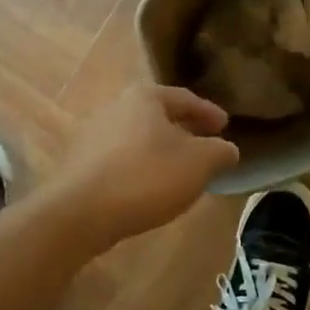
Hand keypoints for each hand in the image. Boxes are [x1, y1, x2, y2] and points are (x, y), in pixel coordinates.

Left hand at [53, 85, 238, 246]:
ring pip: (138, 137)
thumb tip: (227, 148)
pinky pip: (121, 158)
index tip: (225, 126)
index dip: (208, 112)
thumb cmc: (147, 176)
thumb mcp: (198, 164)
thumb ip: (219, 152)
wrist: (82, 212)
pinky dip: (140, 167)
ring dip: (160, 150)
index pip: (184, 98)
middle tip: (205, 146)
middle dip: (183, 130)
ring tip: (180, 170)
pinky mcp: (81, 162)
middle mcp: (115, 107)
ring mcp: (93, 134)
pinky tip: (150, 188)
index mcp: (144, 97)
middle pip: (157, 115)